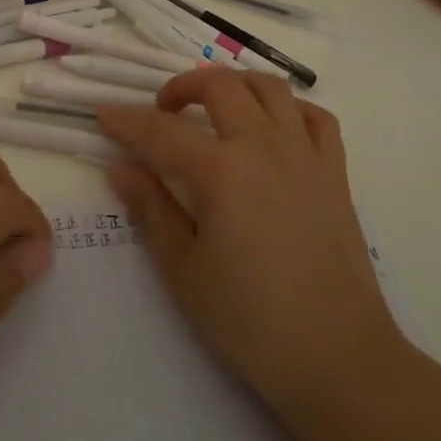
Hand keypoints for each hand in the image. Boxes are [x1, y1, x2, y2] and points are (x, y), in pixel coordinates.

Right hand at [98, 70, 400, 420]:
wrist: (337, 356)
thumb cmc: (249, 321)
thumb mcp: (184, 270)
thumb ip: (151, 209)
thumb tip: (120, 167)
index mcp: (221, 171)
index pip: (161, 132)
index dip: (127, 121)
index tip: (103, 115)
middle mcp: (264, 146)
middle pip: (220, 87)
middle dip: (182, 87)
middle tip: (162, 112)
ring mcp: (306, 155)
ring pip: (271, 88)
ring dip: (235, 84)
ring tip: (215, 107)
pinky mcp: (336, 173)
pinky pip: (315, 117)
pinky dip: (289, 109)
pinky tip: (273, 128)